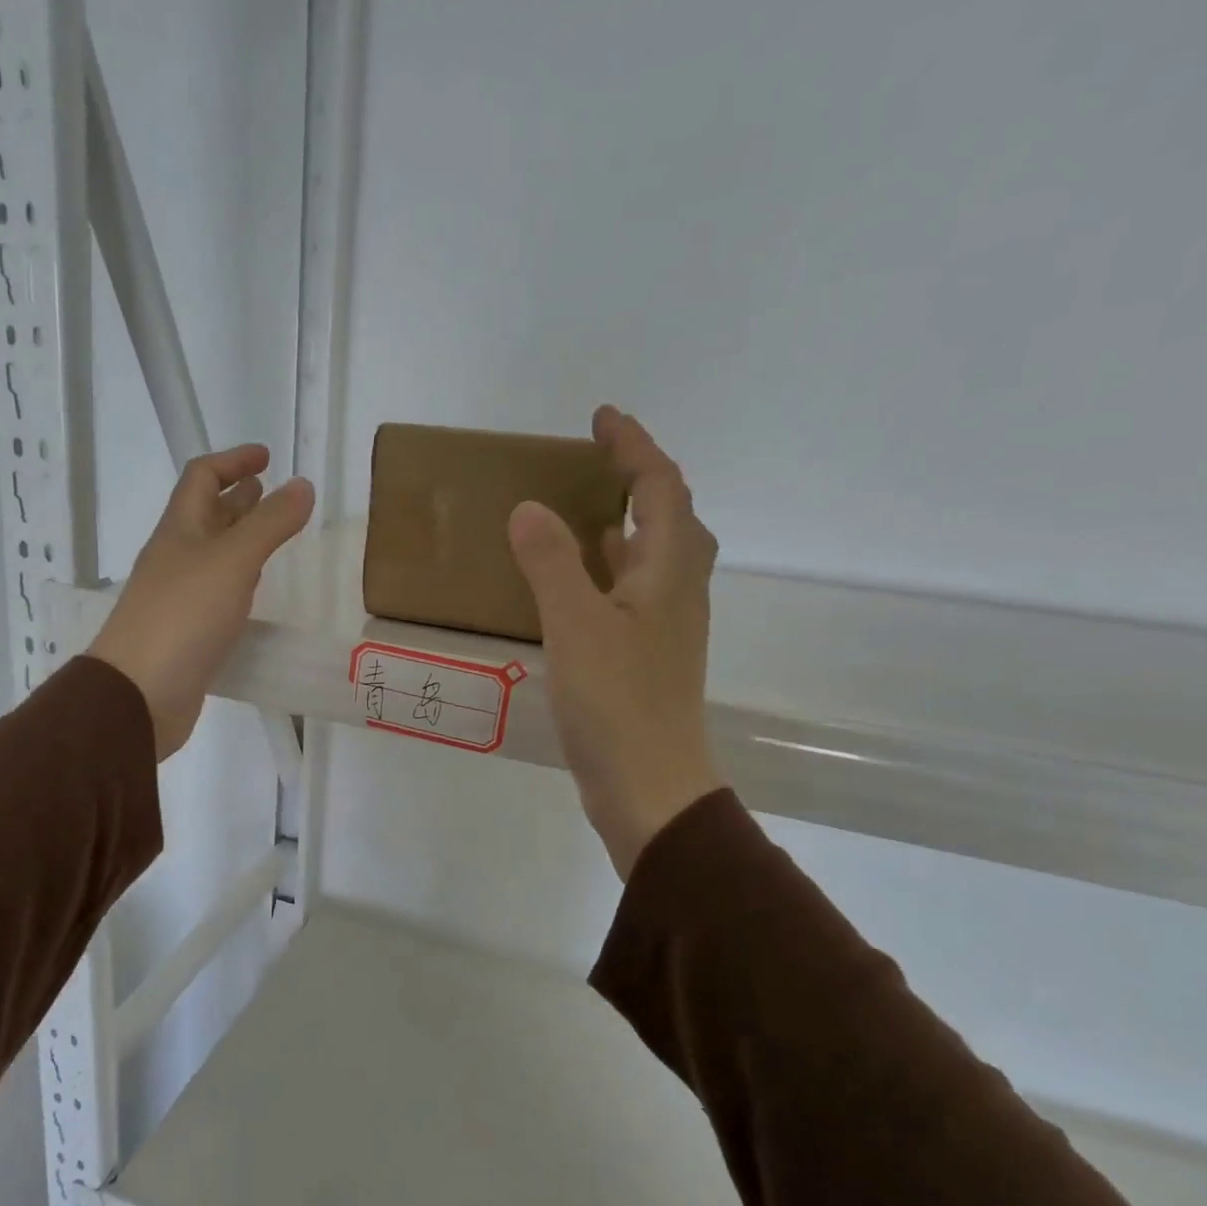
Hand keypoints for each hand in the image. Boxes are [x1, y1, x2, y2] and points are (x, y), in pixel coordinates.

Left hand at [89, 445, 313, 759]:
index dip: (233, 461)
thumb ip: (270, 523)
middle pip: (205, 514)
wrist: (140, 693)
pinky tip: (254, 588)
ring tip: (270, 534)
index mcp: (180, 530)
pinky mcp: (187, 630)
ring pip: (212, 554)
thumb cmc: (183, 617)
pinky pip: (216, 590)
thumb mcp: (233, 561)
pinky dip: (238, 578)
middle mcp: (175, 557)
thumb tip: (303, 484)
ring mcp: (178, 595)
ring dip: (239, 537)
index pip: (202, 477)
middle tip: (270, 491)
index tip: (267, 457)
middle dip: (237, 497)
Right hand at [509, 407, 723, 878]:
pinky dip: (609, 567)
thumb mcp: (576, 626)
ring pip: (652, 555)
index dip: (634, 447)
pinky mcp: (647, 655)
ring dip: (625, 522)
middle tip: (595, 459)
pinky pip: (633, 590)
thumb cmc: (617, 704)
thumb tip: (530, 508)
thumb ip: (552, 563)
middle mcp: (676, 590)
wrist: (650, 787)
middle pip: (669, 516)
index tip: (601, 418)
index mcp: (668, 572)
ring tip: (583, 507)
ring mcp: (665, 626)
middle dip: (637, 478)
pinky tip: (580, 578)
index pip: (660, 488)